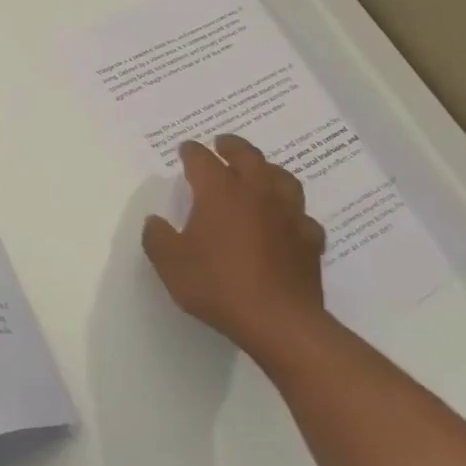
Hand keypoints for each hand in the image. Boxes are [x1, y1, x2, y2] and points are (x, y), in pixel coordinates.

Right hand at [142, 135, 329, 361]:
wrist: (279, 321)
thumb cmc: (218, 285)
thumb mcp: (170, 264)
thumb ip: (157, 238)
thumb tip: (156, 222)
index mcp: (220, 192)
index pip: (202, 160)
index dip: (192, 152)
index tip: (185, 149)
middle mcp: (256, 194)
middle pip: (247, 157)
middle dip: (232, 147)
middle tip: (223, 143)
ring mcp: (288, 215)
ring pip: (282, 179)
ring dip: (268, 170)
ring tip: (260, 171)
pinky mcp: (310, 241)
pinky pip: (302, 216)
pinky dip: (292, 213)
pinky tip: (286, 221)